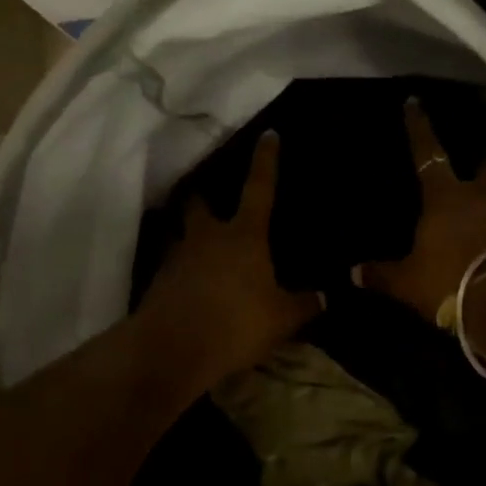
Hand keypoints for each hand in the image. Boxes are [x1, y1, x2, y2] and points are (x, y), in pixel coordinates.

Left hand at [141, 131, 319, 388]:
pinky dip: (183, 272)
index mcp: (243, 236)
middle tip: (213, 202)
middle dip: (205, 198)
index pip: (259, 188)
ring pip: (183, 236)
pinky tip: (193, 288)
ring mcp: (177, 258)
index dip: (265, 161)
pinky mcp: (158, 282)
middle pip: (200, 204)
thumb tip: (326, 296)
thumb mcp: (281, 318)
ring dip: (192, 238)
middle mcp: (207, 237)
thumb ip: (304, 304)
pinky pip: (173, 267)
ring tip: (205, 252)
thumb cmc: (235, 323)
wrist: (171, 350)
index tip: (268, 135)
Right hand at [359, 99, 485, 321]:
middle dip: (483, 161)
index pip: (427, 154)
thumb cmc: (449, 281)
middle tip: (480, 160)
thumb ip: (382, 274)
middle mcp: (480, 198)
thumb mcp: (407, 282)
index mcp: (445, 197)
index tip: (415, 102)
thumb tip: (353, 273)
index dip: (419, 128)